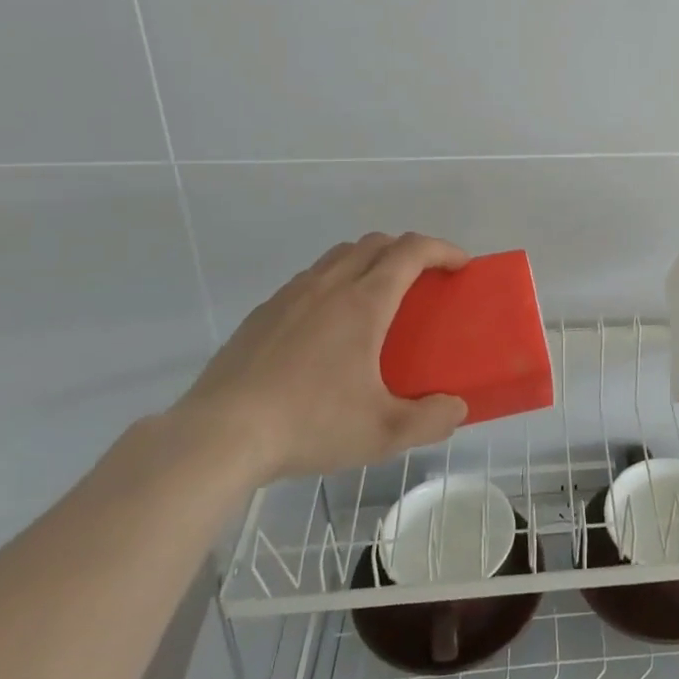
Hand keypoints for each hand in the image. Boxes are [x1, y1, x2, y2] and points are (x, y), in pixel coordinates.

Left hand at [174, 232, 470, 484]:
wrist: (219, 435)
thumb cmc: (309, 424)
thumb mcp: (382, 433)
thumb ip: (430, 420)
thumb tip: (456, 408)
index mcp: (364, 301)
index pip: (412, 250)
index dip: (443, 249)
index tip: (460, 265)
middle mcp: (329, 285)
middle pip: (376, 243)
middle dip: (408, 250)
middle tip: (423, 280)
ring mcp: (291, 295)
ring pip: (339, 256)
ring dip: (369, 261)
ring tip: (376, 298)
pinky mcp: (262, 313)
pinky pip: (309, 280)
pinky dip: (334, 282)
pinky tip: (327, 327)